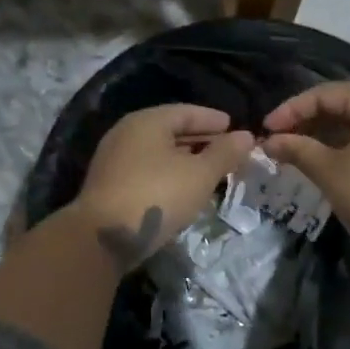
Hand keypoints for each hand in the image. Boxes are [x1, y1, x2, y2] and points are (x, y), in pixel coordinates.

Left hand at [74, 105, 256, 270]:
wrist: (103, 237)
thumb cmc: (157, 196)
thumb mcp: (200, 174)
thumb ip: (225, 153)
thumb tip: (246, 136)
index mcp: (147, 121)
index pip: (186, 111)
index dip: (213, 119)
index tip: (233, 126)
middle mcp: (126, 134)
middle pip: (170, 130)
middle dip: (200, 140)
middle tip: (227, 150)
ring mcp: (114, 160)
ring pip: (158, 152)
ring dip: (185, 159)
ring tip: (210, 170)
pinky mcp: (109, 185)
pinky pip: (147, 170)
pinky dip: (169, 173)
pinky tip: (183, 188)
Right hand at [262, 81, 349, 267]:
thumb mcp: (329, 171)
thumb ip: (297, 149)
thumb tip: (268, 141)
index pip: (326, 94)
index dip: (291, 110)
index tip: (265, 129)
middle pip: (347, 102)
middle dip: (310, 120)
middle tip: (279, 139)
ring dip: (329, 132)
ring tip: (299, 150)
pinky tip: (330, 158)